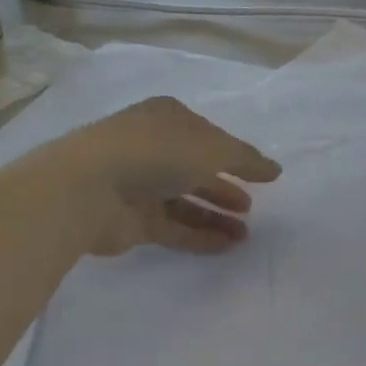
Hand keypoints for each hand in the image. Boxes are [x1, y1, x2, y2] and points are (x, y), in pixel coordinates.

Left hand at [50, 97, 280, 255]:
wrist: (90, 189)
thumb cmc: (156, 153)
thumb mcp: (213, 148)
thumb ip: (247, 160)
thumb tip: (275, 169)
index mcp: (167, 119)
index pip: (209, 135)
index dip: (236, 155)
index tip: (263, 176)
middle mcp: (152, 148)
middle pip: (196, 170)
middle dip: (224, 188)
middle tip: (251, 207)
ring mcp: (139, 185)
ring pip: (185, 202)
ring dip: (216, 216)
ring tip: (245, 235)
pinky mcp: (132, 221)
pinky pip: (174, 228)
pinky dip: (200, 236)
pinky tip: (226, 246)